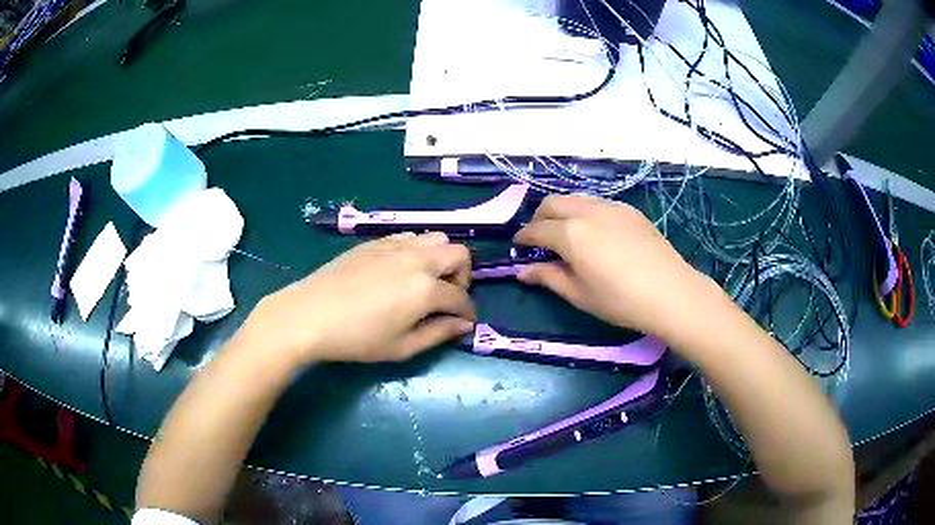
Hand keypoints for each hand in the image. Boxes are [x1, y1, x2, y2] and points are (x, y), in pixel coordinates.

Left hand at [240, 232, 475, 364]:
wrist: (310, 314)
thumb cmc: (357, 338)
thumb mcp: (402, 347)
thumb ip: (439, 334)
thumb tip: (464, 325)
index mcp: (426, 289)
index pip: (461, 297)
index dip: (468, 313)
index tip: (464, 322)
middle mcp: (417, 259)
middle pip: (458, 254)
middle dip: (462, 277)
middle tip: (447, 297)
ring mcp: (396, 246)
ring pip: (436, 238)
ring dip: (441, 259)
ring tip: (426, 281)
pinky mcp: (376, 242)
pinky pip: (410, 237)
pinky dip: (418, 250)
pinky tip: (401, 270)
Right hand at [514, 195, 709, 338]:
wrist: (670, 292)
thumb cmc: (620, 300)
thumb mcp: (579, 294)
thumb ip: (548, 277)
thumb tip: (522, 271)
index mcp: (570, 233)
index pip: (536, 229)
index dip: (524, 238)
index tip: (519, 247)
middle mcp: (587, 211)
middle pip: (552, 203)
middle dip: (539, 218)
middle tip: (540, 239)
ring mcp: (611, 207)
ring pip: (575, 199)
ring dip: (562, 212)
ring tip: (566, 234)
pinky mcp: (629, 210)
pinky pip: (597, 203)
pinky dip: (585, 212)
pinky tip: (594, 232)